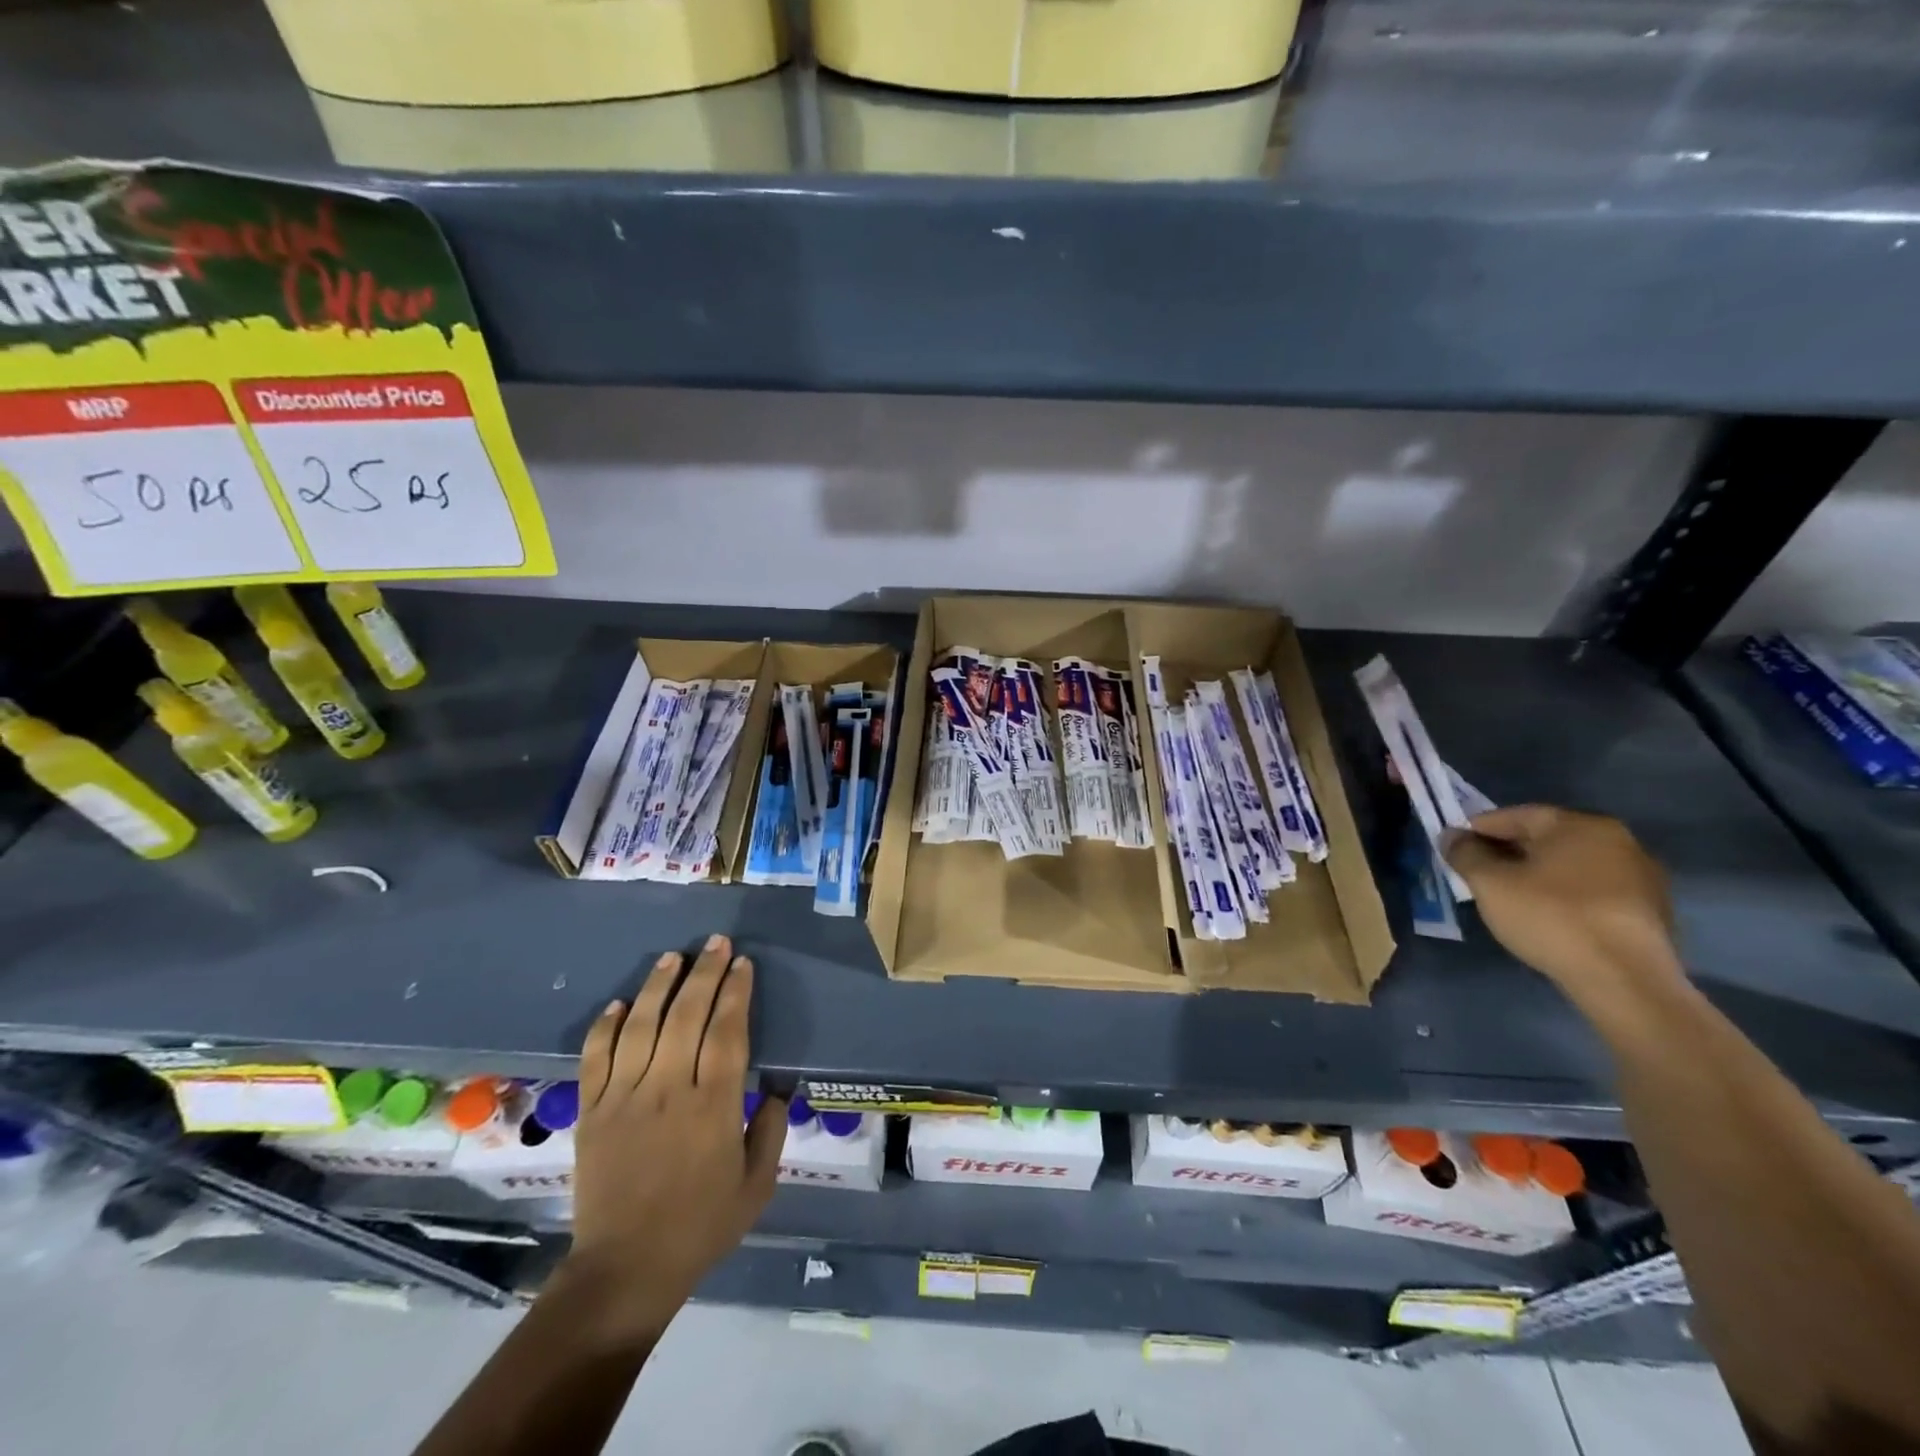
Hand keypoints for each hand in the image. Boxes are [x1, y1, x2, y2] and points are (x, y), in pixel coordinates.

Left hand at [562, 934, 786, 1342]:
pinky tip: (620, 1002)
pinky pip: (596, 1058)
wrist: (625, 1270)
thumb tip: (779, 1088)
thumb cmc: (700, 1226)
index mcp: (714, 1106)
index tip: (743, 964)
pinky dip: (606, 1026)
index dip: (736, 993)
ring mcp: (625, 1098)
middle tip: (717, 943)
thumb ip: (771, 1130)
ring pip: (641, 1026)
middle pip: (687, 1016)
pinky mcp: (592, 1112)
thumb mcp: (757, 1186)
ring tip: (673, 957)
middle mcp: (669, 1090)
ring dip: (658, 986)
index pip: (727, 1032)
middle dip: (705, 973)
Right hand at [1443, 806, 1683, 1000]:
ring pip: (1570, 866)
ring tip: (1509, 897)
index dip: (1478, 830)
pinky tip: (1547, 916)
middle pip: (1546, 839)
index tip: (1455, 848)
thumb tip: (1452, 836)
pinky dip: (1565, 896)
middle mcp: (1617, 840)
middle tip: (1477, 873)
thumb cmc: (1551, 918)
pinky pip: (1592, 891)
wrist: (1625, 980)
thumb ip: (1465, 854)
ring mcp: (1641, 876)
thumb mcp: (1490, 883)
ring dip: (1537, 875)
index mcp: (1579, 825)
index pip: (1515, 815)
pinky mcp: (1650, 910)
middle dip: (1508, 852)